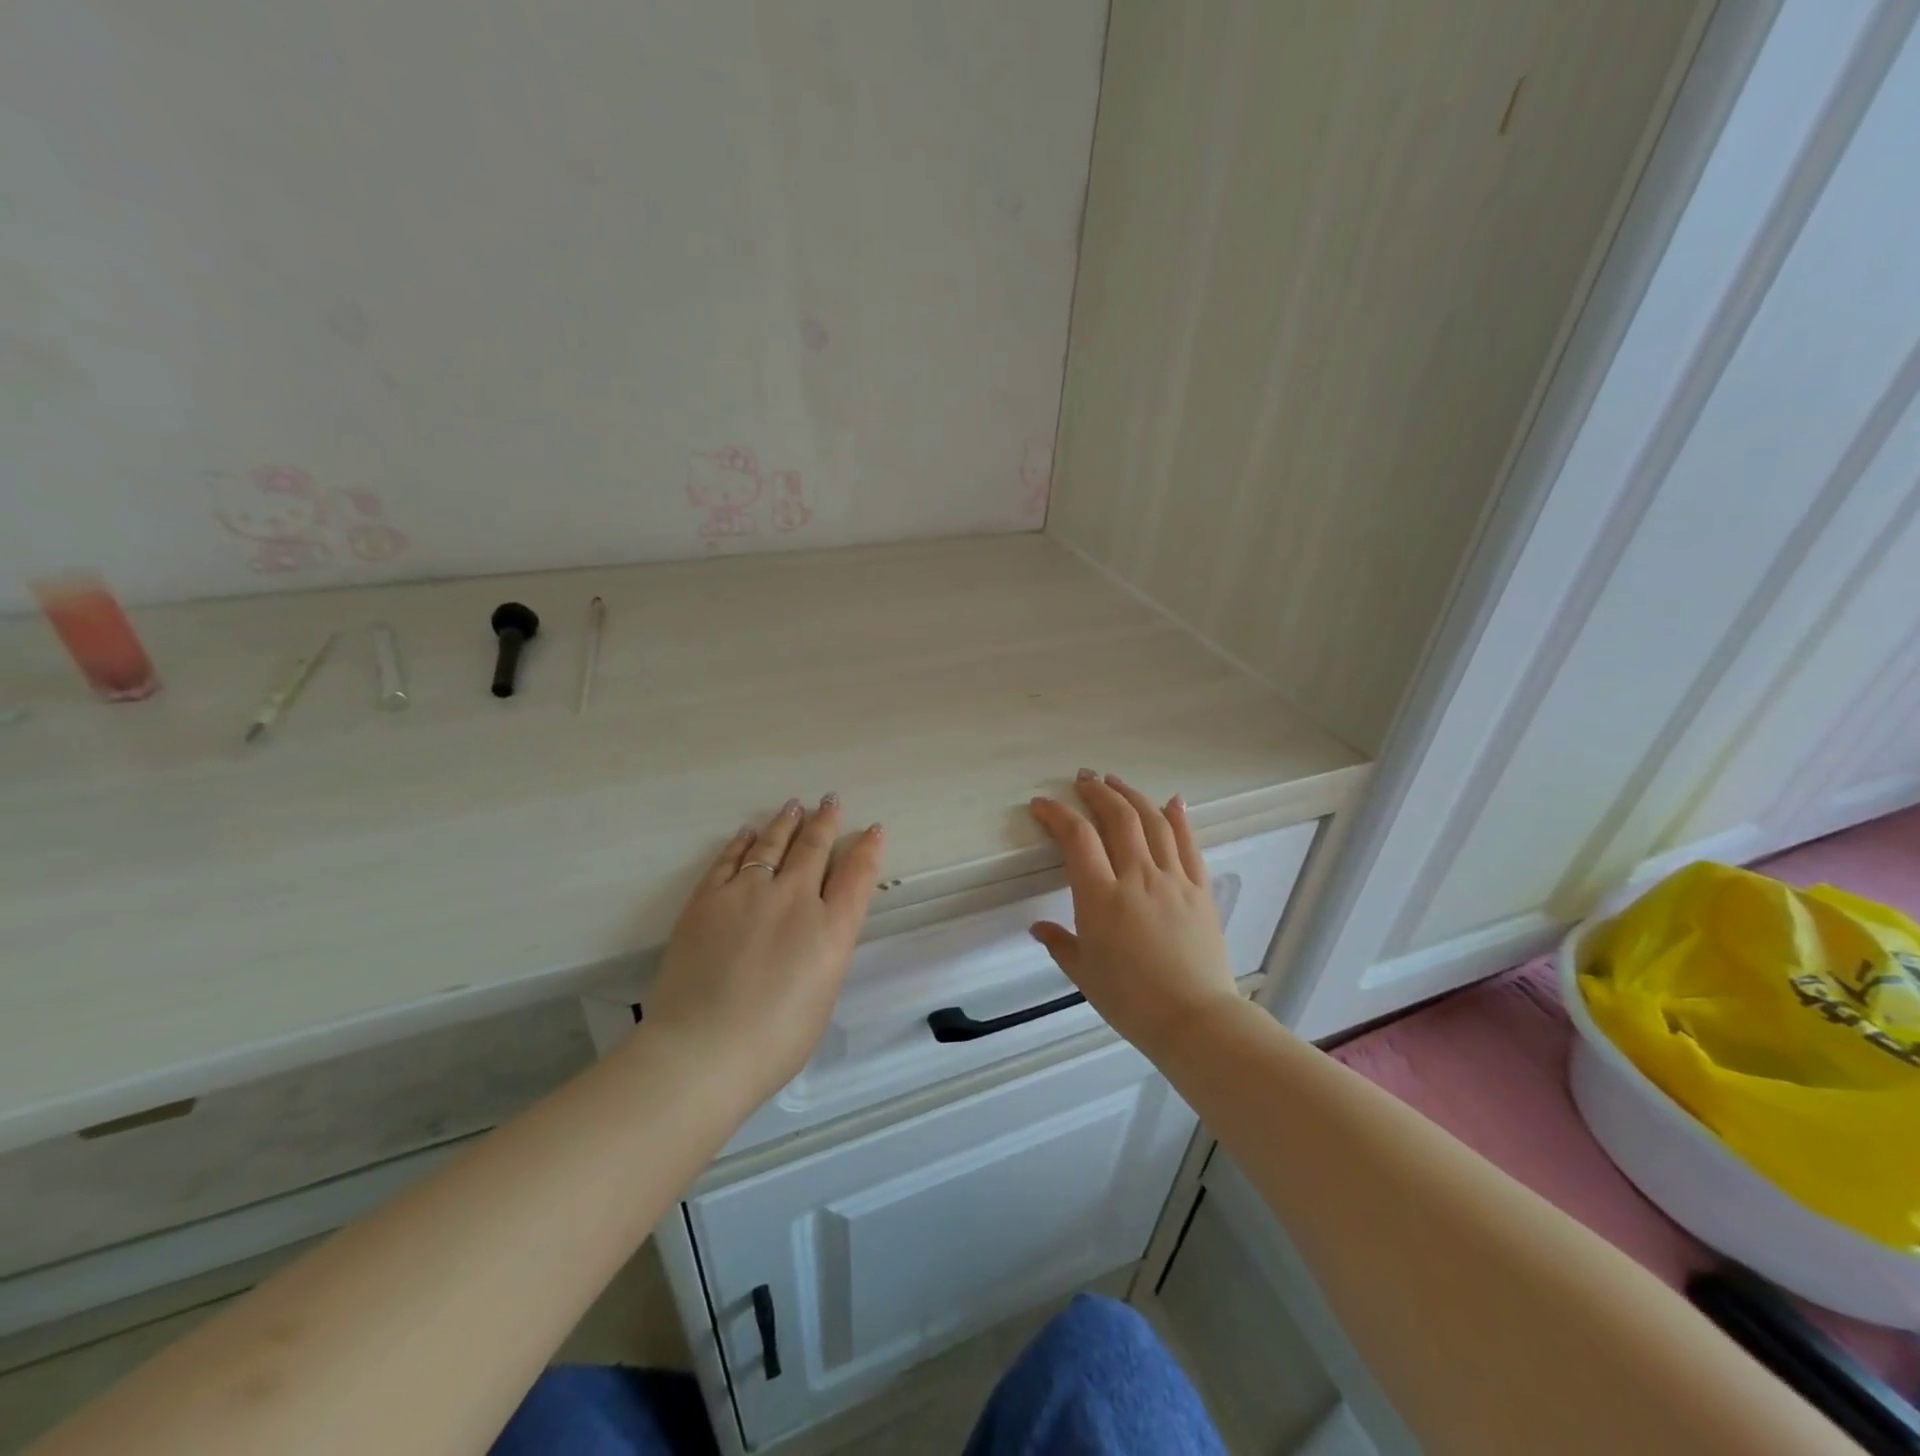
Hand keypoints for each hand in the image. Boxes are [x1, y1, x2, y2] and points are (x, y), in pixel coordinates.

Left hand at [645, 795, 883, 1105]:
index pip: (857, 874)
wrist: (702, 1050)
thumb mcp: (823, 994)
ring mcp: (749, 893)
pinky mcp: (708, 898)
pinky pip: (730, 859)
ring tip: (794, 806)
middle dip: (826, 822)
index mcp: (831, 929)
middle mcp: (795, 899)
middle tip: (830, 801)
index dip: (868, 848)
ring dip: (786, 823)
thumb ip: (825, 951)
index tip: (873, 829)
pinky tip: (748, 833)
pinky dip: (743, 843)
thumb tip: (819, 928)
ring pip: (773, 844)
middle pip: (814, 848)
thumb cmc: (774, 1041)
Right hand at [1028, 771, 1239, 1062]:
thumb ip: (1060, 943)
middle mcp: (1138, 878)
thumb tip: (1038, 928)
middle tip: (1083, 779)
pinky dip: (1179, 818)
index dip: (1057, 814)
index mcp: (1102, 898)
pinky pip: (1190, 845)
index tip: (1042, 804)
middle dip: (1097, 792)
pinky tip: (1172, 801)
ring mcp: (1174, 880)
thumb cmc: (1131, 1001)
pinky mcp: (1200, 890)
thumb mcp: (1084, 974)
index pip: (1077, 838)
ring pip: (1154, 822)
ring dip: (1132, 796)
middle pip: (1118, 818)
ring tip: (1116, 782)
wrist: (1195, 1020)